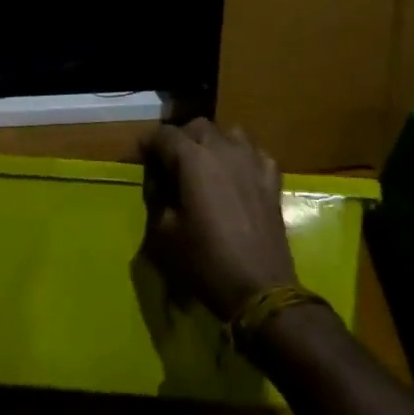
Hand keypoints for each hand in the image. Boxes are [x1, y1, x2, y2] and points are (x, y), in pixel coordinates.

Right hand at [142, 119, 294, 320]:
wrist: (260, 287)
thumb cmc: (205, 260)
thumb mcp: (164, 232)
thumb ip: (158, 199)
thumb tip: (160, 184)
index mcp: (193, 159)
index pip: (164, 135)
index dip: (148, 144)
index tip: (141, 160)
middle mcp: (224, 150)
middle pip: (198, 126)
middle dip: (181, 139)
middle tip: (170, 164)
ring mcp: (252, 162)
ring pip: (231, 133)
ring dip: (214, 142)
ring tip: (205, 165)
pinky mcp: (272, 180)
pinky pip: (255, 153)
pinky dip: (242, 157)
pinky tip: (237, 176)